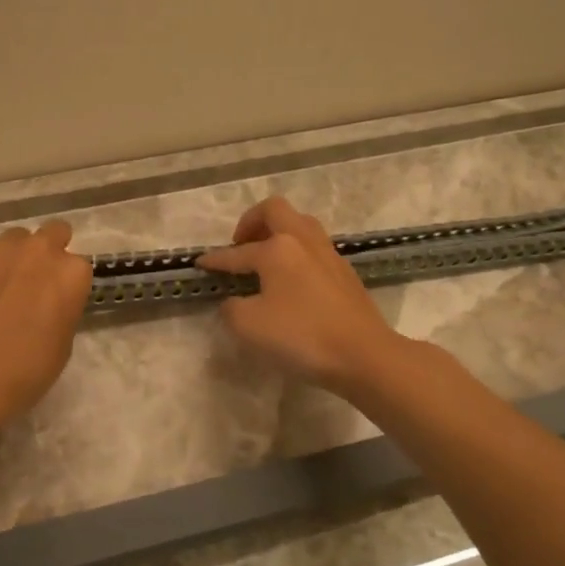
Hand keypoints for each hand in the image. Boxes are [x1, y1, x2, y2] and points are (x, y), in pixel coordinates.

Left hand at [0, 220, 92, 418]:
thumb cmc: (27, 367)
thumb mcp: (63, 342)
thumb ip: (61, 309)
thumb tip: (47, 303)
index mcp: (72, 273)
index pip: (78, 267)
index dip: (66, 283)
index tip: (56, 301)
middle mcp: (40, 249)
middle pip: (52, 233)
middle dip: (47, 251)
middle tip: (34, 281)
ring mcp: (0, 248)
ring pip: (14, 240)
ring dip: (13, 257)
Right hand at [196, 197, 402, 393]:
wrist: (364, 354)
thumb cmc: (302, 337)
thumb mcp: (249, 327)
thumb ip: (231, 309)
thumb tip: (234, 301)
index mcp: (277, 249)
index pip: (237, 253)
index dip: (215, 259)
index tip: (200, 263)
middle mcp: (303, 240)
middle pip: (275, 211)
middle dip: (252, 221)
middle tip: (240, 244)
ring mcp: (328, 254)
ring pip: (300, 224)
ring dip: (278, 232)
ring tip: (265, 256)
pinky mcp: (344, 272)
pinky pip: (313, 247)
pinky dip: (296, 251)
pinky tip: (291, 278)